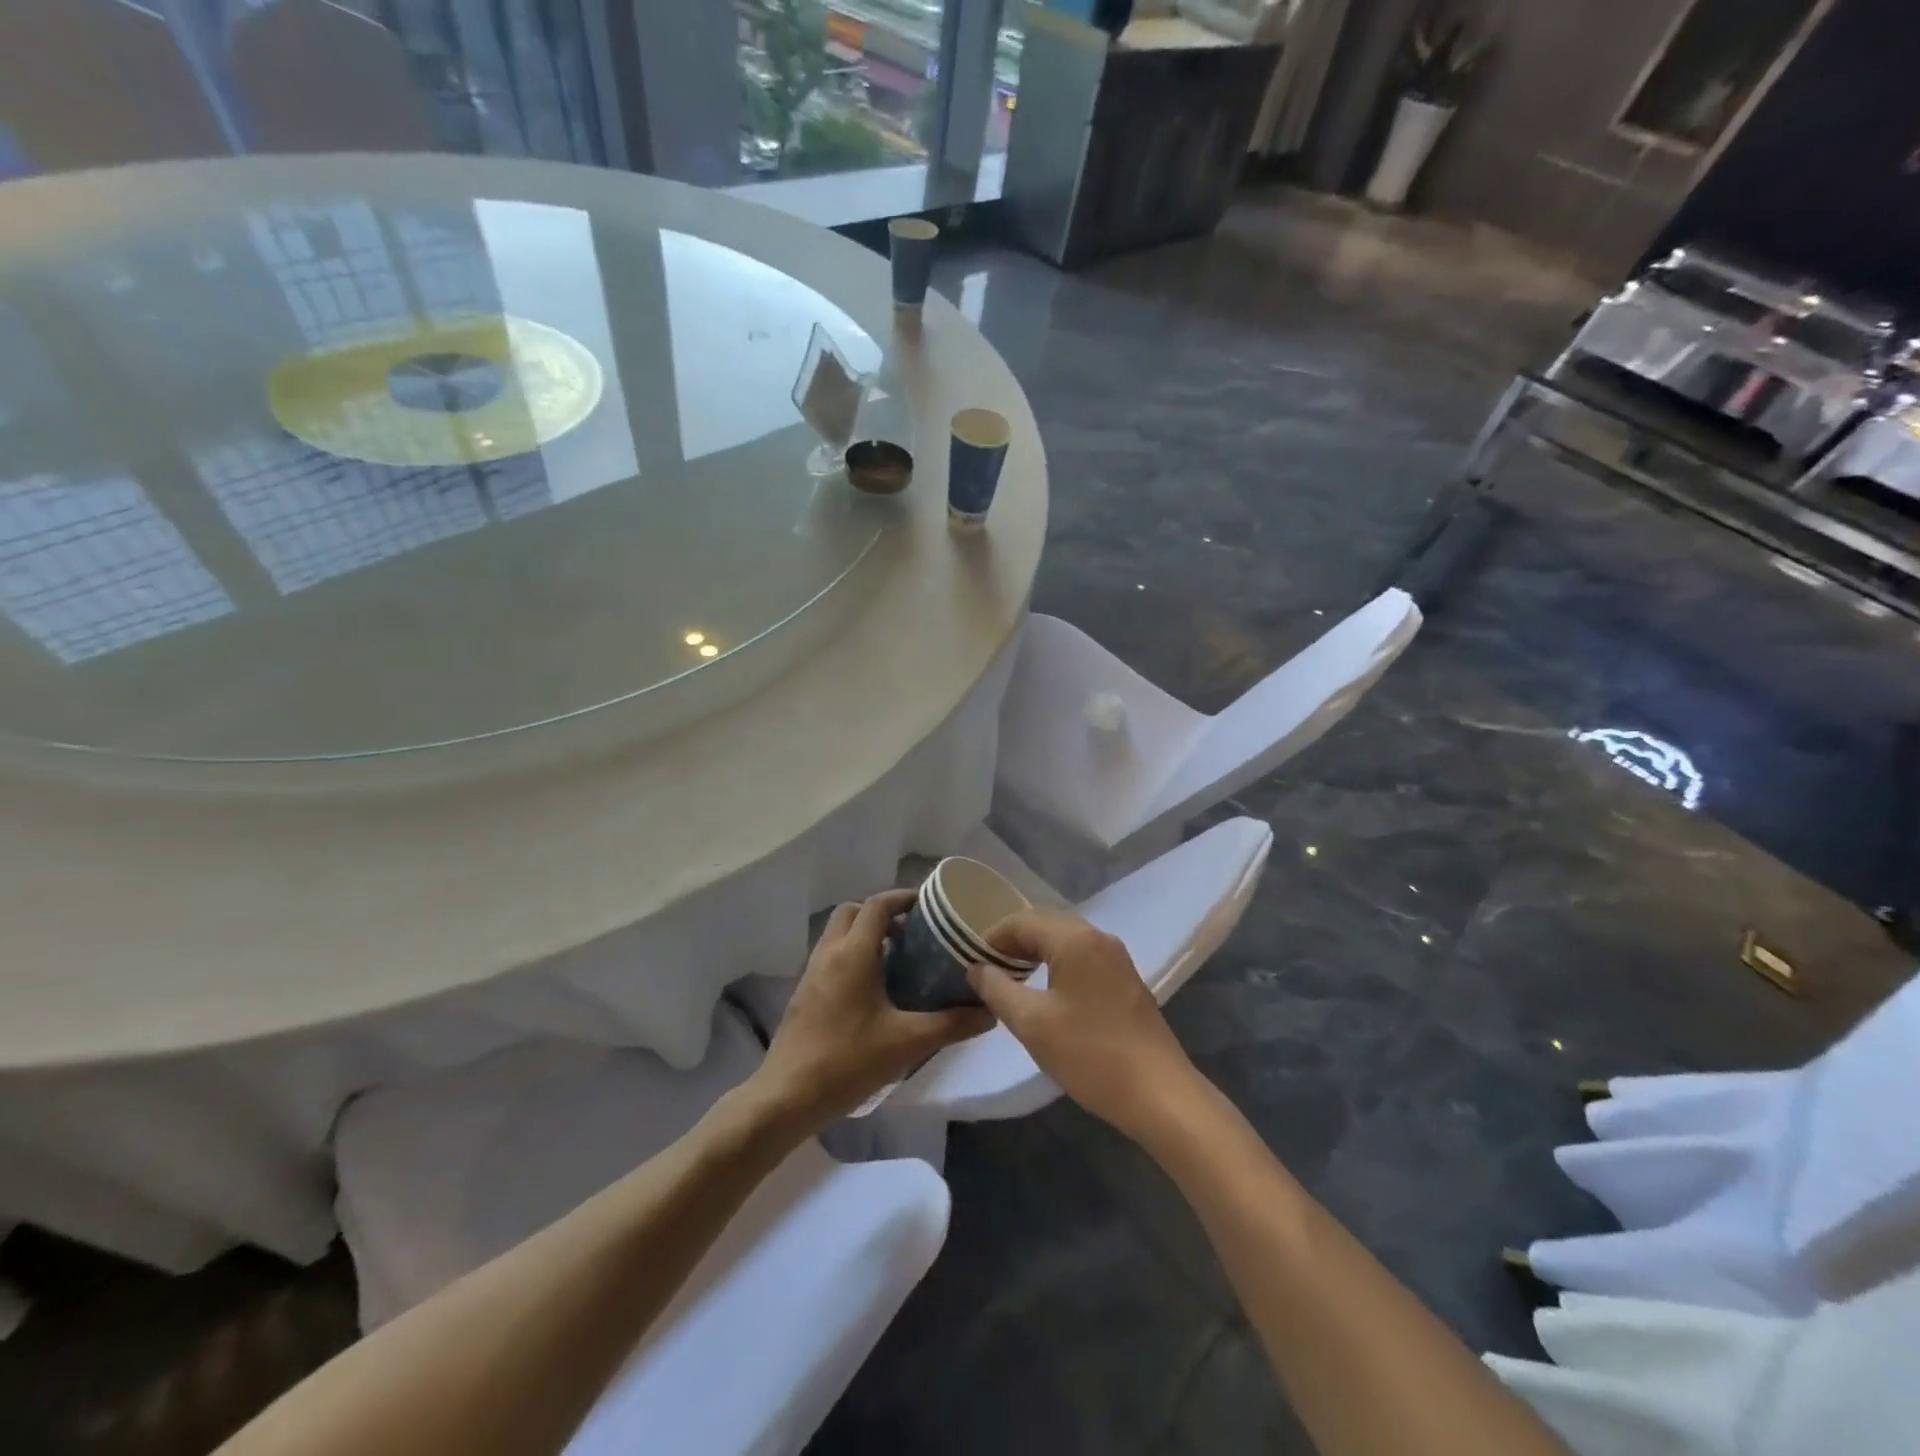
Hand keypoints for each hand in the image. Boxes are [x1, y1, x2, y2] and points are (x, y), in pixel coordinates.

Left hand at [750, 889, 993, 1129]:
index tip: (930, 907)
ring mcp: (811, 974)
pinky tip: (873, 992)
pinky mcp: (803, 994)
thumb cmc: (849, 1061)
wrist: (786, 1097)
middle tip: (912, 934)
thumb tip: (991, 1010)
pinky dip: (852, 957)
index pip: (878, 905)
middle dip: (882, 914)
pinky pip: (830, 958)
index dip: (904, 898)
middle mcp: (829, 953)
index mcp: (853, 953)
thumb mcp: (909, 1042)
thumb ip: (953, 1024)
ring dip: (865, 936)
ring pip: (838, 934)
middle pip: (853, 912)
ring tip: (898, 961)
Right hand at [968, 910, 1198, 1142]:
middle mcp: (1099, 938)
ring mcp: (1117, 959)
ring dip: (1034, 955)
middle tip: (985, 971)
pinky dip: (1057, 966)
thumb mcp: (1031, 1023)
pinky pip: (1082, 959)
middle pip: (1045, 925)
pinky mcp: (1127, 982)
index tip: (969, 961)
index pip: (1022, 921)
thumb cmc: (1090, 1054)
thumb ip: (997, 989)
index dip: (991, 937)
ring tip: (1009, 982)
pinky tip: (1046, 995)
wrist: (1159, 1095)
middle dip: (1012, 944)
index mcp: (1075, 939)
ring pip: (1065, 942)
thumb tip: (976, 968)